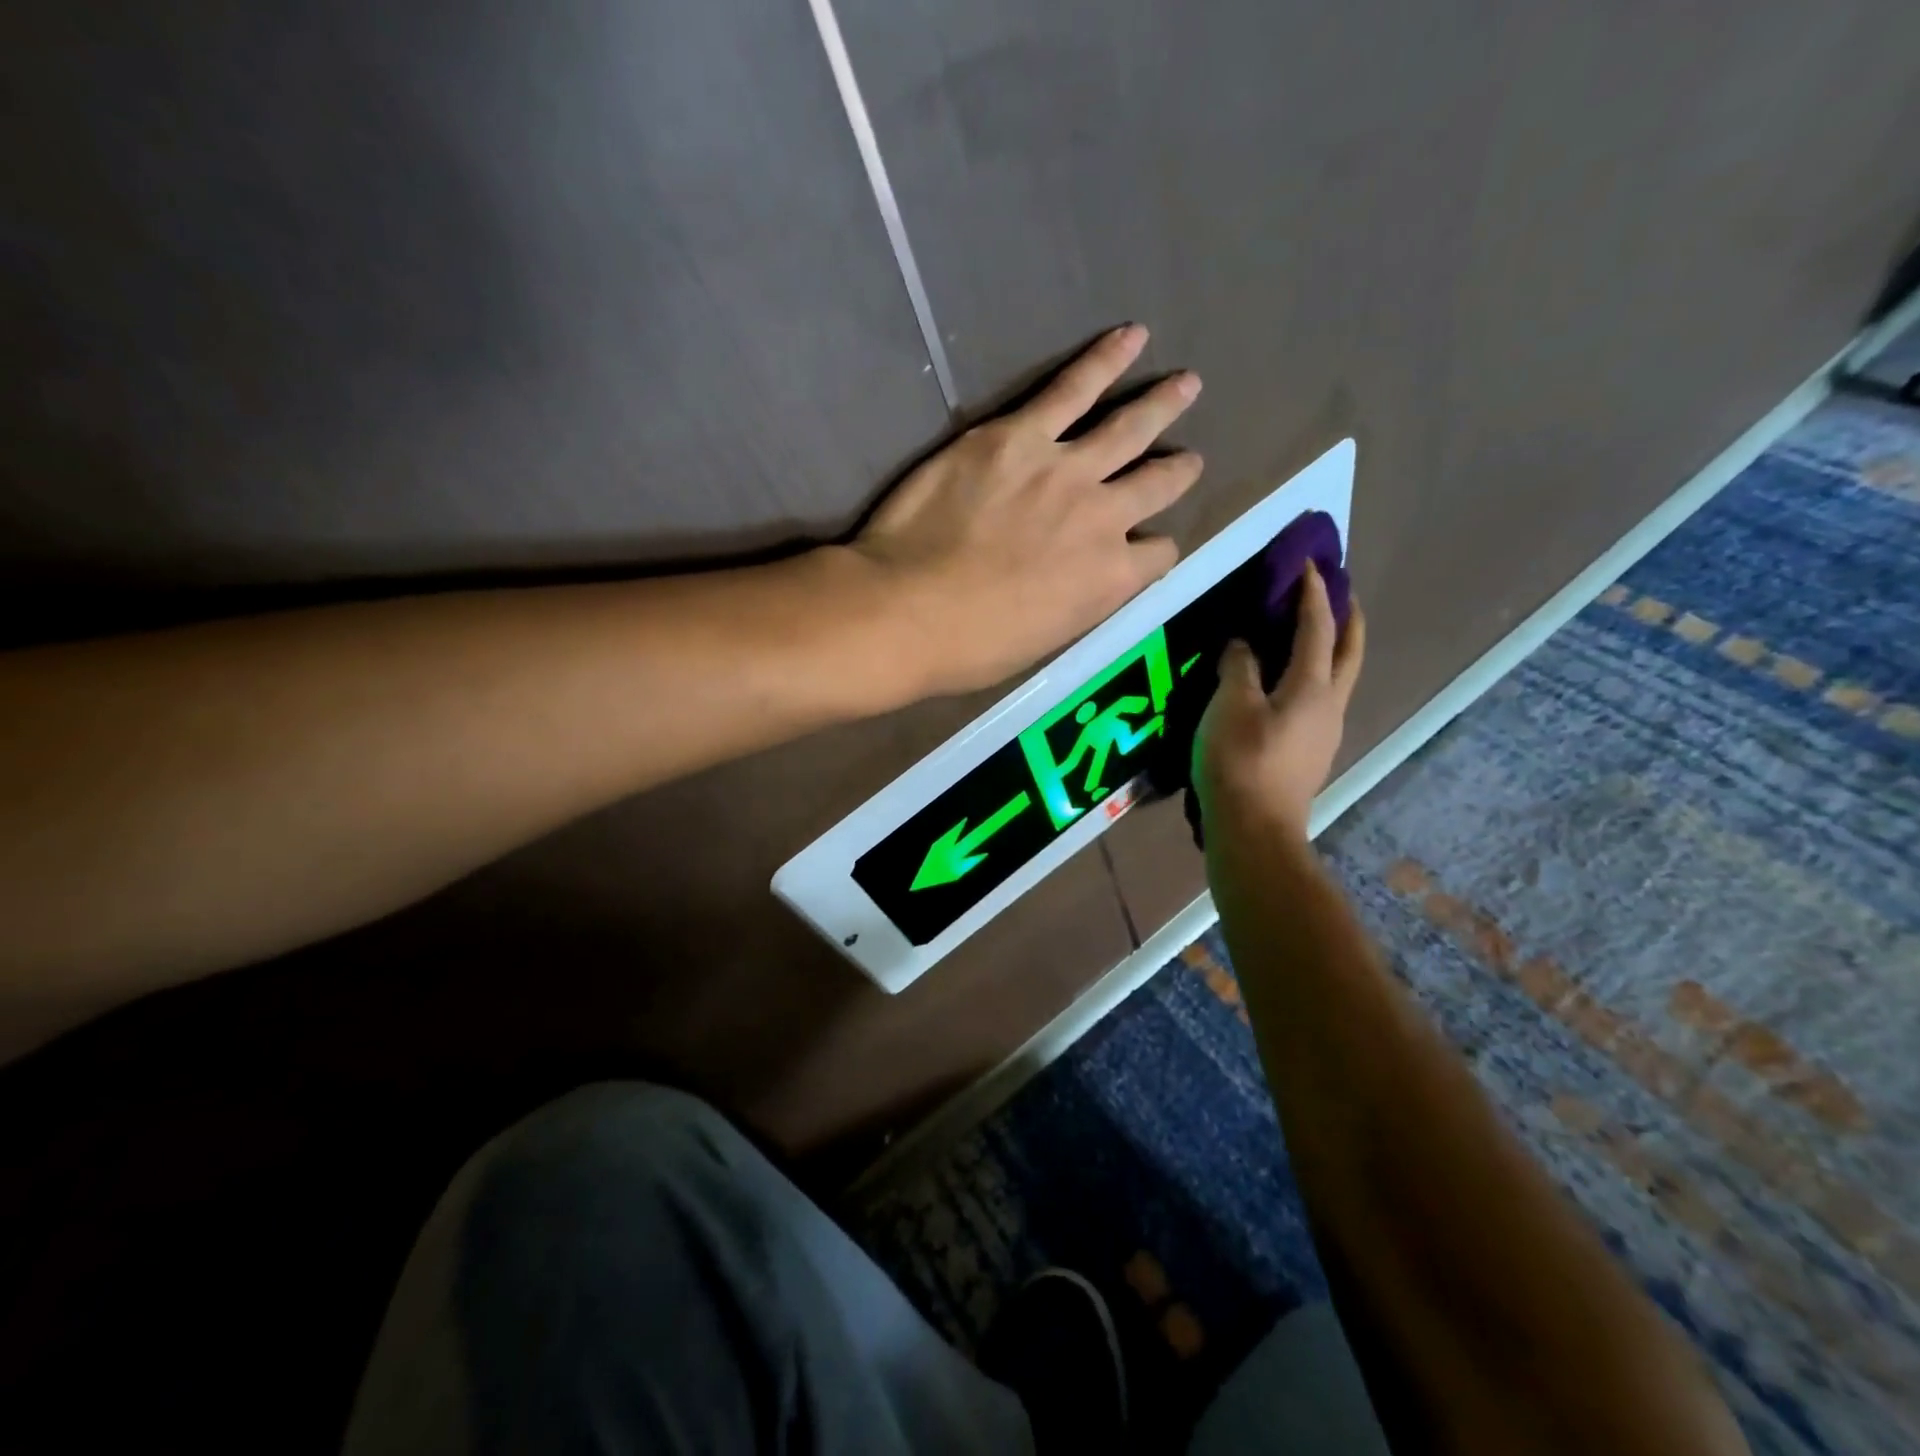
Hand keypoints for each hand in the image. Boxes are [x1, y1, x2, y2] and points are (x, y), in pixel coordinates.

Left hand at [851, 324, 1203, 694]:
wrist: (907, 611)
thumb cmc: (968, 647)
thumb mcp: (1042, 641)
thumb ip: (1076, 603)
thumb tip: (1082, 582)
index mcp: (1109, 579)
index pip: (1158, 555)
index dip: (1155, 550)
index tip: (1147, 545)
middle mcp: (1103, 518)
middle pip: (1156, 485)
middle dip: (1178, 470)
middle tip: (1189, 459)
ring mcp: (1064, 470)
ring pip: (1128, 428)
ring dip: (1161, 405)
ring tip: (1185, 384)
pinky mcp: (1017, 437)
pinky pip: (1072, 389)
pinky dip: (1105, 360)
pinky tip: (1130, 338)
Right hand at [1196, 562, 1365, 839]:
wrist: (1254, 830)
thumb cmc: (1240, 762)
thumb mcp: (1229, 706)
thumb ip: (1239, 667)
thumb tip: (1243, 644)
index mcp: (1312, 686)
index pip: (1318, 627)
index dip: (1314, 593)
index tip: (1310, 562)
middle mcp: (1330, 704)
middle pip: (1349, 651)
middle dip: (1346, 616)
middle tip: (1338, 590)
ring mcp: (1325, 732)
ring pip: (1339, 676)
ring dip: (1332, 646)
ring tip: (1311, 631)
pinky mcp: (1311, 752)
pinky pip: (1321, 698)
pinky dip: (1314, 673)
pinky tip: (1289, 681)